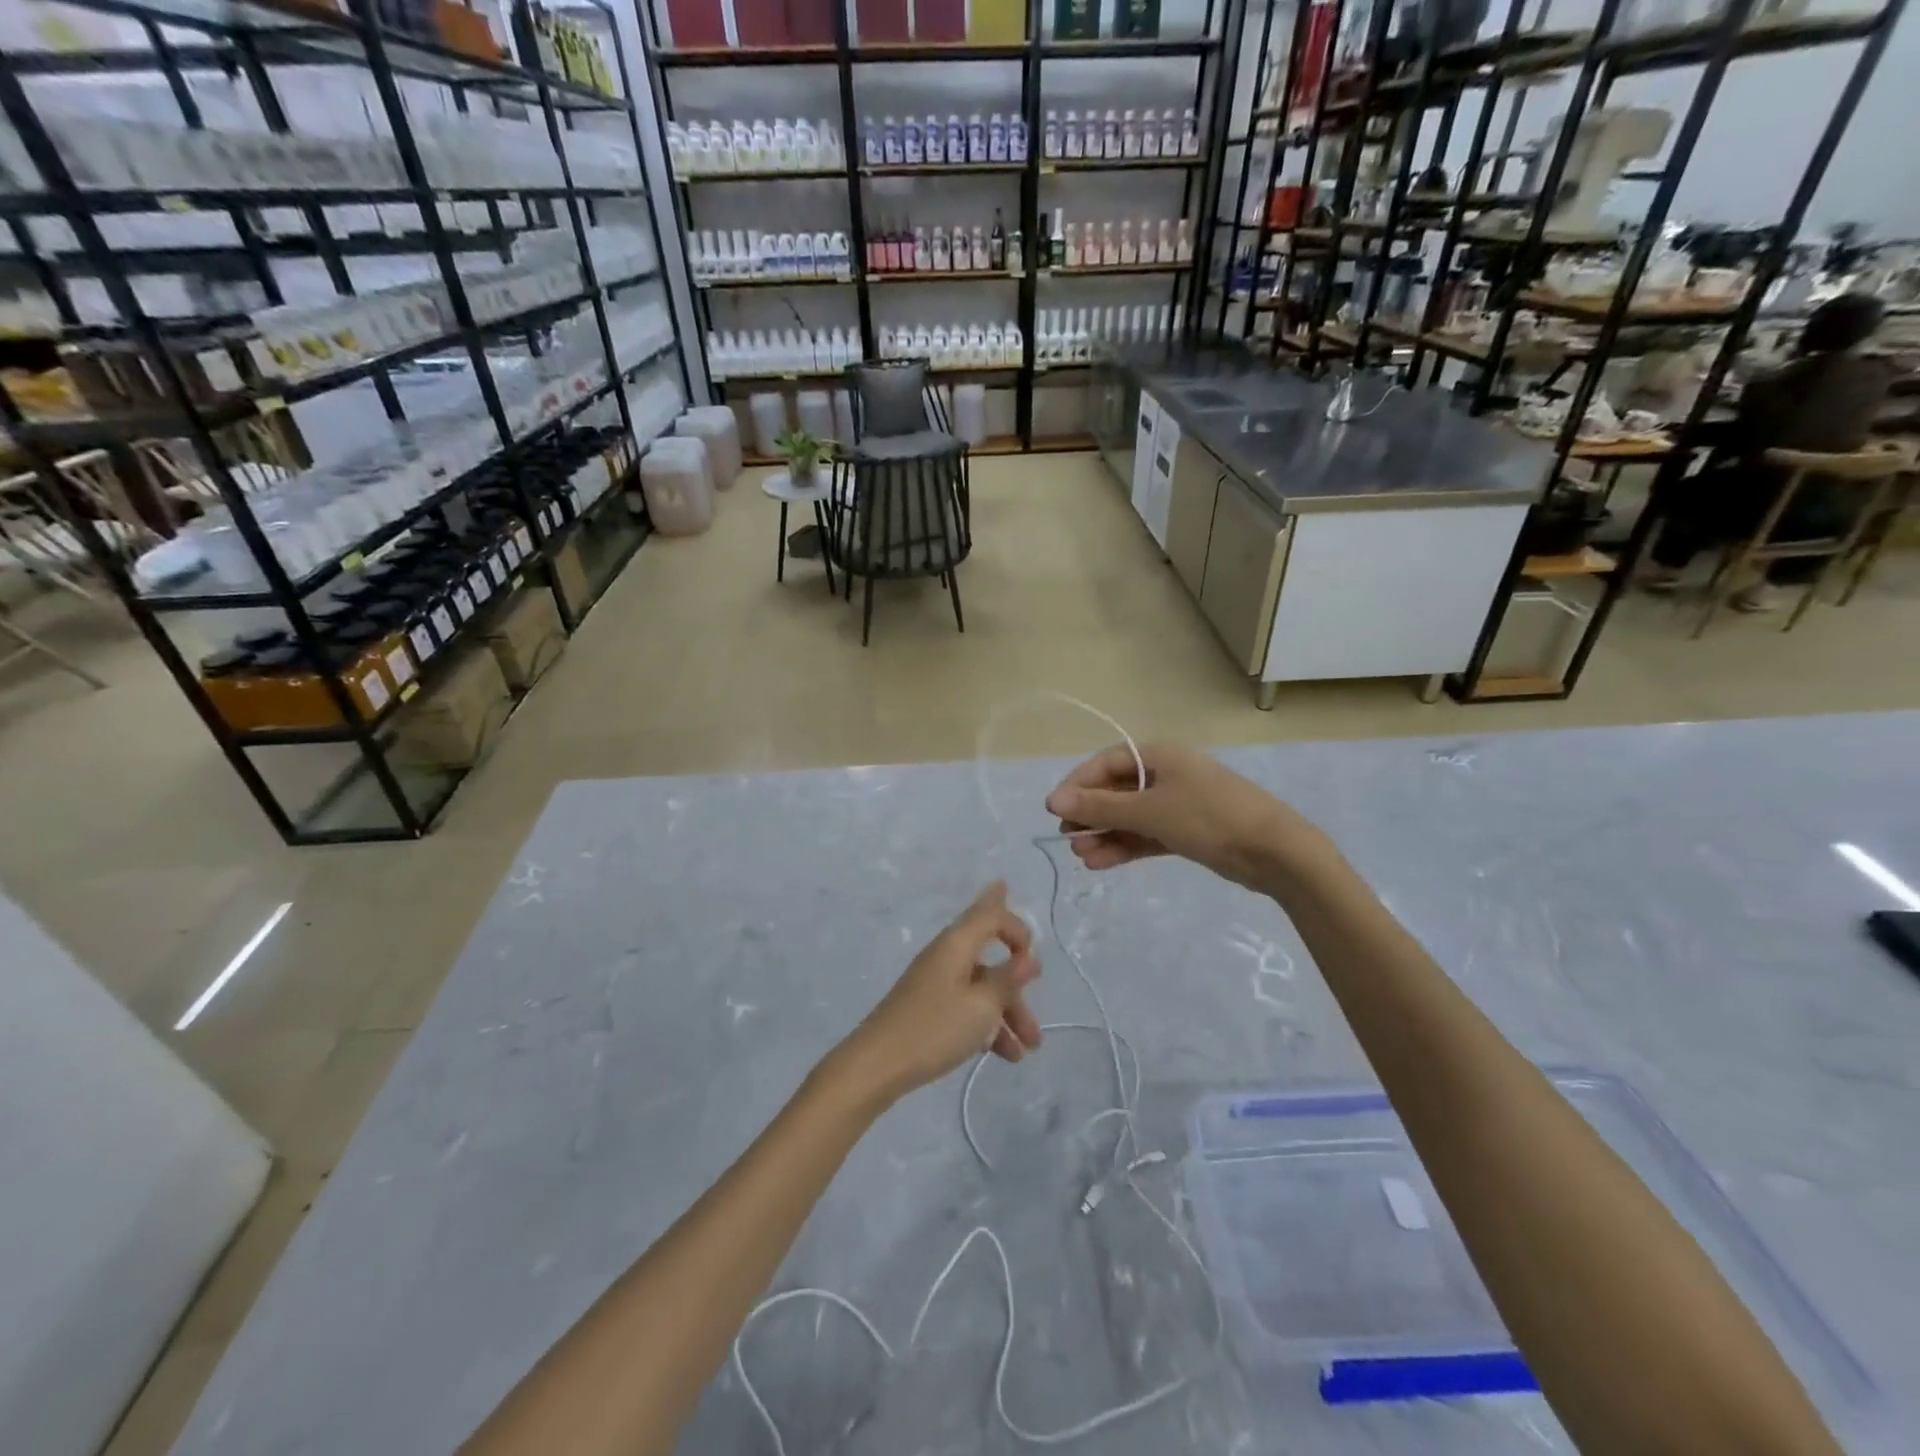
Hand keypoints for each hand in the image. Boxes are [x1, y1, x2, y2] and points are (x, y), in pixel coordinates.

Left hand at [832, 882, 1041, 1104]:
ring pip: (982, 986)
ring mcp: (936, 982)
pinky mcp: (929, 1007)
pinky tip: (1007, 1054)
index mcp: (956, 943)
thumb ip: (1008, 979)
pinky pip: (968, 1006)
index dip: (1016, 927)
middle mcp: (946, 955)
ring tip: (1030, 1048)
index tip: (1032, 955)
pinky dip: (988, 1024)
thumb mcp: (982, 1005)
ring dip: (1008, 1012)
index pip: (990, 914)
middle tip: (1036, 1015)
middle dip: (1017, 985)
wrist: (877, 1065)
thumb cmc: (934, 1028)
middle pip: (989, 955)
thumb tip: (1029, 958)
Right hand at [1044, 742, 1324, 890]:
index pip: (1105, 764)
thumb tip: (1053, 801)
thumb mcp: (1150, 810)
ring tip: (1083, 857)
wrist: (1275, 852)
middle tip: (1069, 840)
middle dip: (1091, 815)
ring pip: (1129, 817)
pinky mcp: (1186, 831)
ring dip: (1105, 834)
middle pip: (1115, 791)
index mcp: (1159, 756)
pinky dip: (1125, 846)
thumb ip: (1101, 807)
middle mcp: (1166, 775)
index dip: (1077, 785)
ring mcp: (1177, 804)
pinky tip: (1102, 863)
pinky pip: (1146, 835)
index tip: (1054, 811)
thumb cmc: (1209, 818)